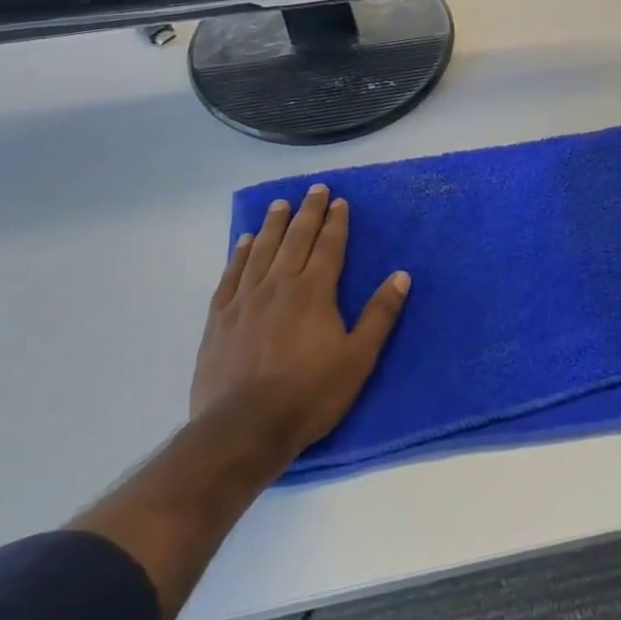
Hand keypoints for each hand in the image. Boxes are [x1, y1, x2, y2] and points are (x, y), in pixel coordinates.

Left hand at [189, 184, 409, 473]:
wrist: (243, 429)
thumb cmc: (309, 394)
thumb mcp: (358, 358)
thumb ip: (379, 314)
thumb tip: (401, 275)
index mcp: (314, 292)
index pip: (328, 246)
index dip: (335, 222)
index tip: (339, 201)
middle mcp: (279, 285)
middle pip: (295, 239)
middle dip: (308, 212)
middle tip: (314, 189)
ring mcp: (245, 300)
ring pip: (261, 251)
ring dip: (273, 225)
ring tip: (279, 205)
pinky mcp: (220, 319)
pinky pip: (231, 275)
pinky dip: (239, 254)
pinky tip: (243, 242)